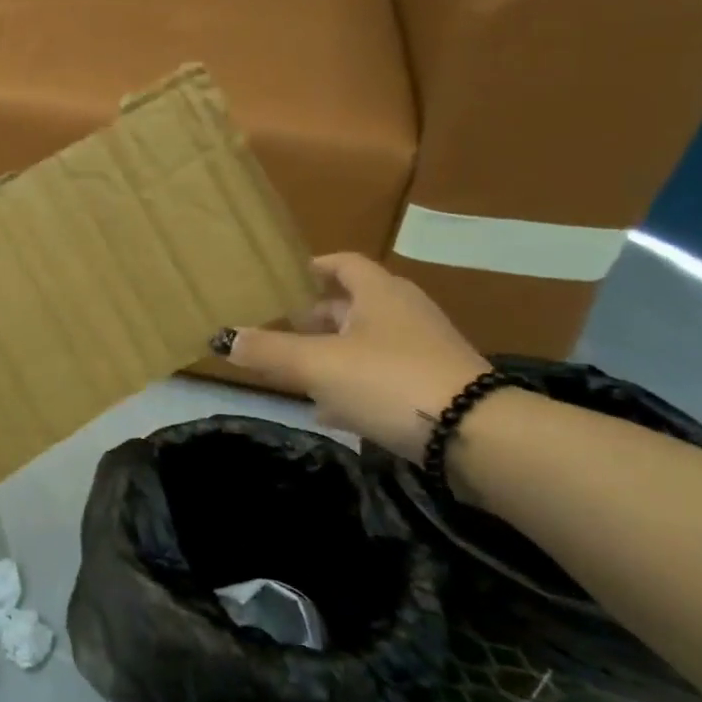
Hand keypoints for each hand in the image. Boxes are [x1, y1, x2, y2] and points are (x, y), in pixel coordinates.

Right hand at [215, 252, 487, 459]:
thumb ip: (269, 351)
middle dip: (318, 316)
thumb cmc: (389, 380)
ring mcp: (425, 352)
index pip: (345, 264)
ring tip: (298, 370)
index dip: (316, 267)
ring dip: (334, 352)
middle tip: (283, 327)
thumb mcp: (317, 364)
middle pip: (355, 305)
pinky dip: (354, 386)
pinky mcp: (436, 389)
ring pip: (368, 343)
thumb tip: (224, 338)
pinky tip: (330, 411)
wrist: (477, 437)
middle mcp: (405, 314)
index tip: (289, 276)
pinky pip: (384, 377)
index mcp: (380, 294)